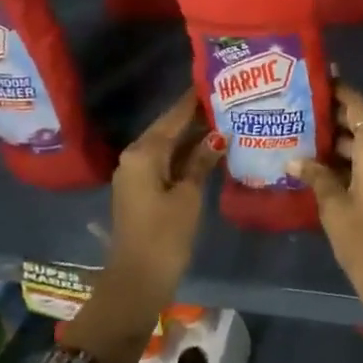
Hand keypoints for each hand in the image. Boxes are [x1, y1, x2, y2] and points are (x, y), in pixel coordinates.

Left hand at [65, 92, 222, 362]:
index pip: (173, 116)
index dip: (193, 100)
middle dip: (196, 116)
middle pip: (169, 128)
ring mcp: (136, 174)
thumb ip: (202, 161)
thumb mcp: (188, 196)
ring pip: (169, 146)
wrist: (136, 282)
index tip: (214, 80)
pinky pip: (166, 162)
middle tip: (227, 100)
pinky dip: (186, 156)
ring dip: (193, 137)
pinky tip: (210, 151)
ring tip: (225, 120)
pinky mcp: (142, 190)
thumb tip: (219, 134)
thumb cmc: (164, 236)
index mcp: (144, 153)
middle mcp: (135, 157)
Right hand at [290, 82, 362, 327]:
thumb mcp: (334, 209)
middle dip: (334, 120)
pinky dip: (355, 161)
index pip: (358, 106)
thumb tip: (294, 160)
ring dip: (343, 143)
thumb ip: (316, 176)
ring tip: (306, 139)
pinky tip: (325, 166)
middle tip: (301, 113)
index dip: (338, 91)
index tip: (316, 81)